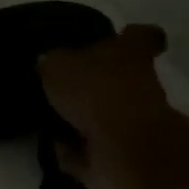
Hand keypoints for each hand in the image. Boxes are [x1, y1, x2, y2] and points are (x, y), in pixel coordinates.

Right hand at [39, 25, 171, 172]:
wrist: (127, 148)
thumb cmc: (94, 90)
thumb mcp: (55, 66)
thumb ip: (50, 63)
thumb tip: (47, 64)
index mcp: (128, 52)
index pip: (139, 35)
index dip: (131, 34)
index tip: (123, 35)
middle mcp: (140, 83)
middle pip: (121, 76)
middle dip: (95, 83)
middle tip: (63, 85)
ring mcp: (138, 121)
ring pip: (107, 114)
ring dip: (84, 120)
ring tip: (51, 121)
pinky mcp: (130, 153)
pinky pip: (97, 147)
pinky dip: (79, 149)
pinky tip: (56, 147)